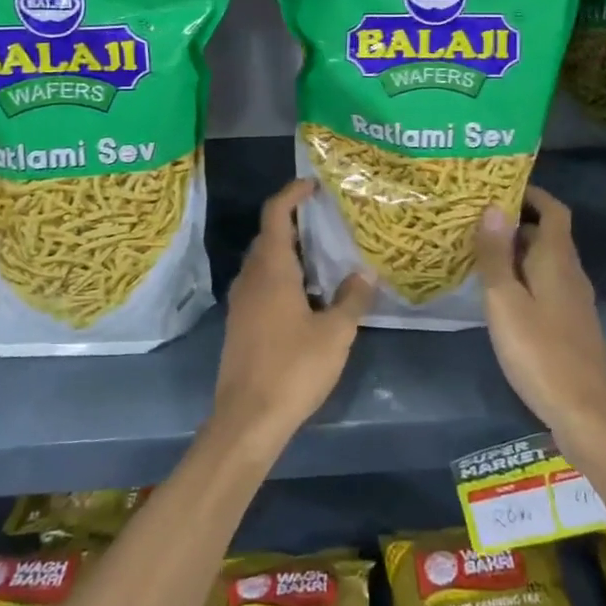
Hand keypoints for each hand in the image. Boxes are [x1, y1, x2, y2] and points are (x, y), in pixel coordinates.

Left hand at [211, 179, 372, 451]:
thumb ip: (352, 299)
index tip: (313, 185)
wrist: (247, 419)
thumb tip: (365, 274)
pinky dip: (282, 276)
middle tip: (328, 221)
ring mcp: (241, 301)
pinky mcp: (240, 323)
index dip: (292, 193)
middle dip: (295, 222)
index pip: (275, 213)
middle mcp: (250, 277)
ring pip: (264, 262)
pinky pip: (261, 284)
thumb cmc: (292, 368)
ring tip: (324, 255)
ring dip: (289, 251)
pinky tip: (307, 295)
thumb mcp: (335, 333)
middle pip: (268, 235)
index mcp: (271, 269)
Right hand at [473, 185, 605, 444]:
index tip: (502, 187)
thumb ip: (495, 255)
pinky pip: (548, 284)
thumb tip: (492, 206)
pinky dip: (526, 276)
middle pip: (548, 235)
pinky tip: (503, 295)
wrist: (583, 411)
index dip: (532, 194)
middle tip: (479, 220)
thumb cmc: (538, 351)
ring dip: (520, 251)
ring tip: (483, 253)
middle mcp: (571, 273)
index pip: (553, 211)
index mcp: (557, 260)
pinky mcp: (572, 324)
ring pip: (547, 261)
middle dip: (517, 222)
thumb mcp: (505, 301)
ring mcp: (575, 301)